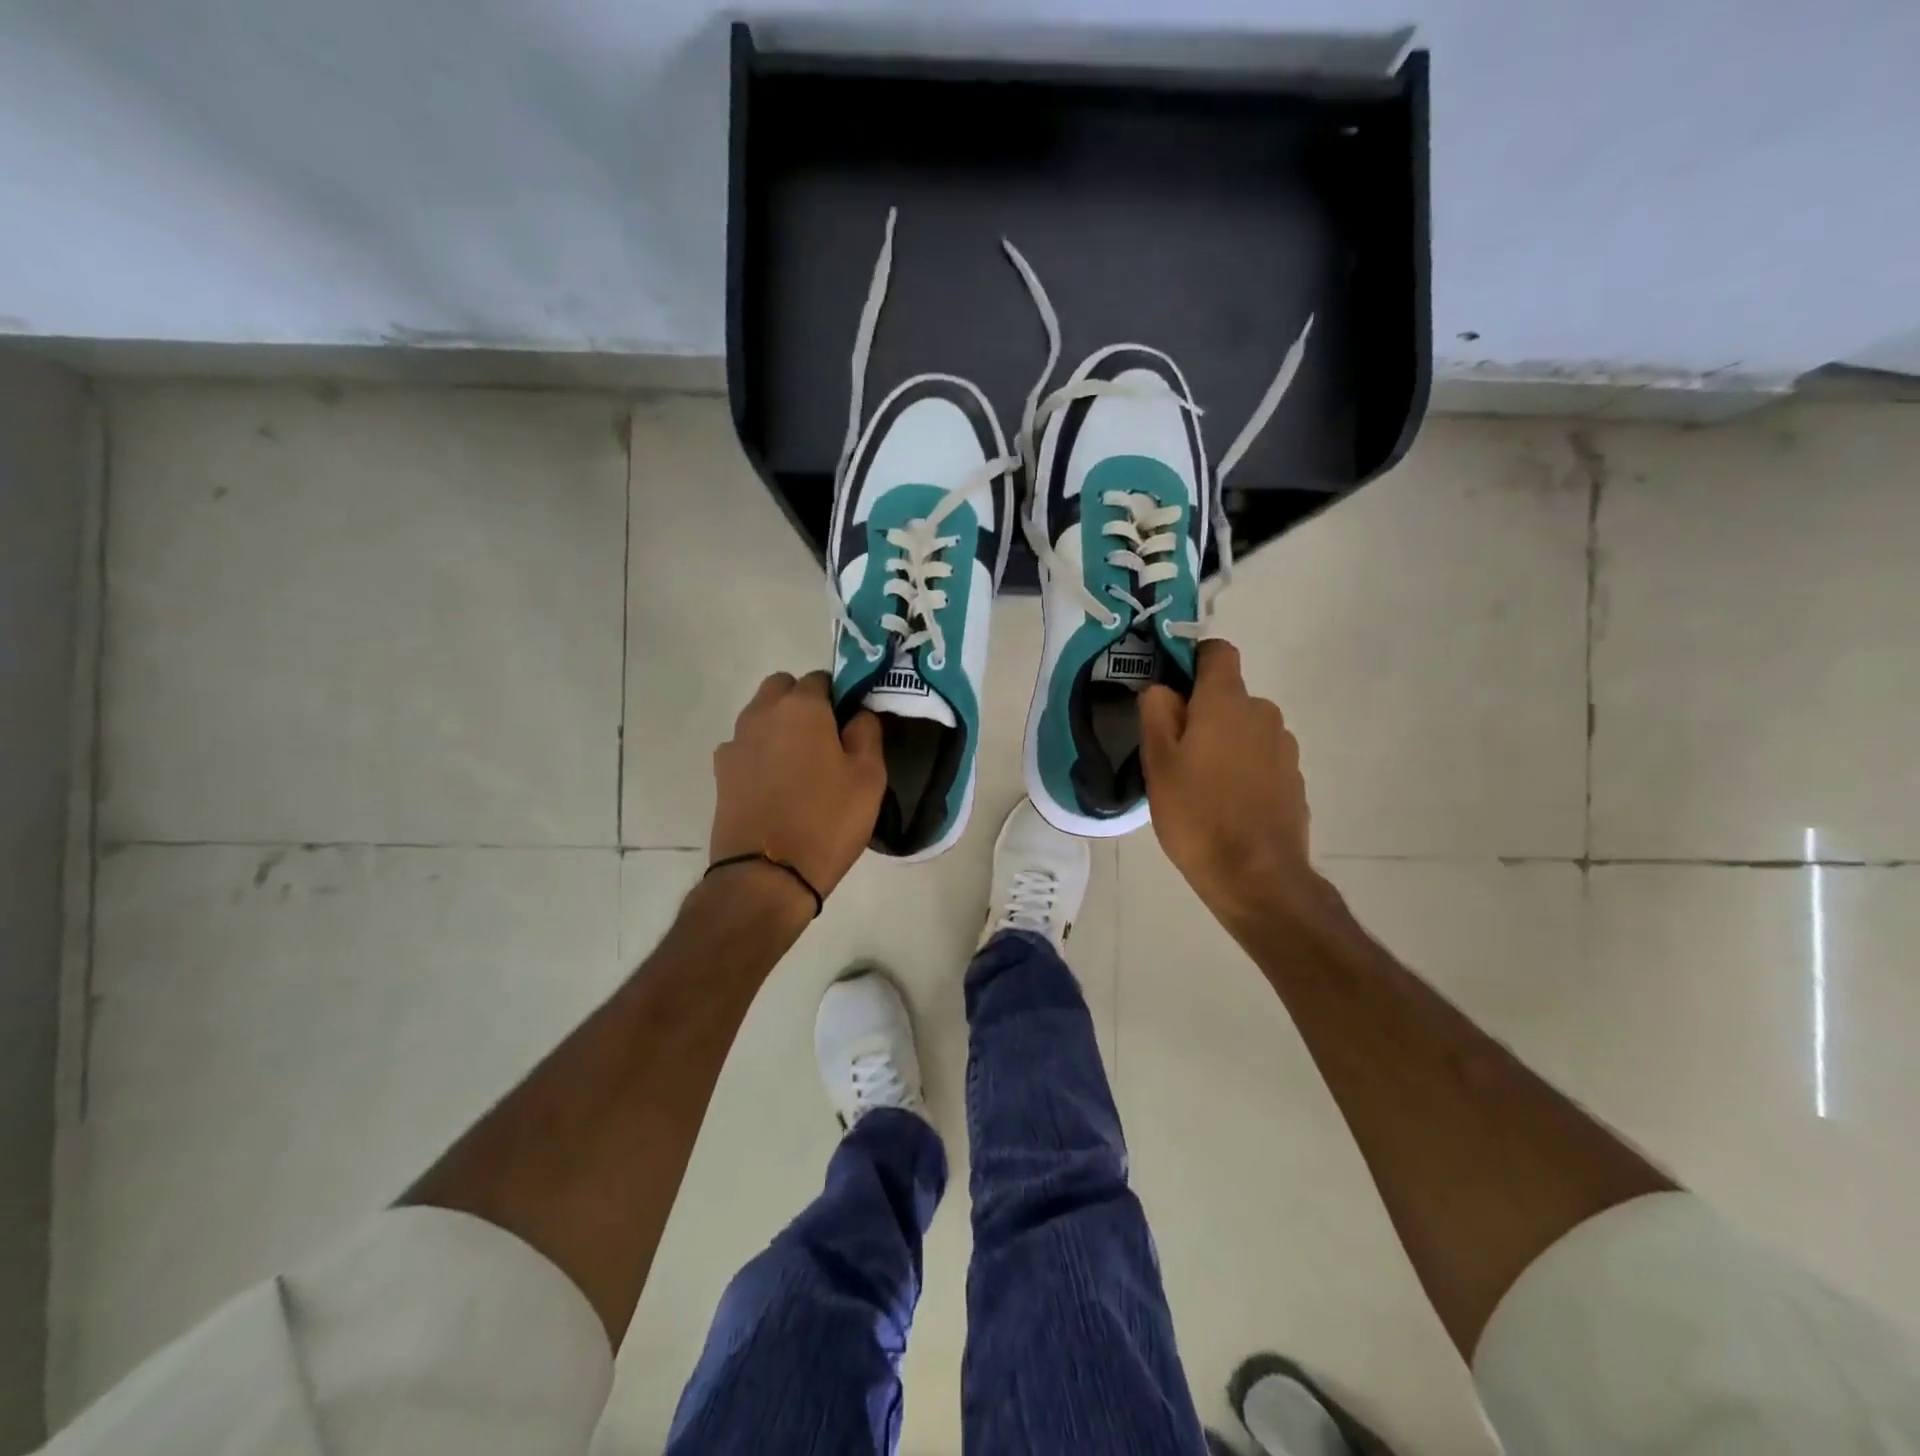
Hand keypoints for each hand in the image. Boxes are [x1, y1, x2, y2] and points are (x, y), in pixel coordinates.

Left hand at [711, 671, 885, 901]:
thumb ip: (867, 733)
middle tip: (826, 738)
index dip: (839, 696)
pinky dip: (760, 754)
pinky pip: (745, 747)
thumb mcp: (869, 777)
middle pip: (782, 688)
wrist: (766, 876)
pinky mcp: (721, 773)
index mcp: (801, 708)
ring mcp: (735, 743)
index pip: (821, 679)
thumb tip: (857, 714)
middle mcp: (762, 714)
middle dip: (802, 702)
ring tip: (801, 765)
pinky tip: (776, 786)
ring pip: (760, 716)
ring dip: (779, 726)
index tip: (851, 723)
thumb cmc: (827, 821)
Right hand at [1139, 640, 1320, 925]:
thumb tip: (1163, 689)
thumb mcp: (1157, 762)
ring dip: (1224, 743)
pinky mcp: (1294, 779)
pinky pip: (1261, 758)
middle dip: (1202, 714)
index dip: (1192, 661)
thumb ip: (1156, 712)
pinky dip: (1243, 769)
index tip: (1171, 690)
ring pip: (1245, 729)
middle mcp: (1264, 713)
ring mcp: (1285, 748)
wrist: (1256, 876)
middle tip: (1174, 754)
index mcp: (1227, 702)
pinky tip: (1227, 805)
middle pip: (1228, 696)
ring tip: (1200, 785)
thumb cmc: (1197, 814)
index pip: (1217, 652)